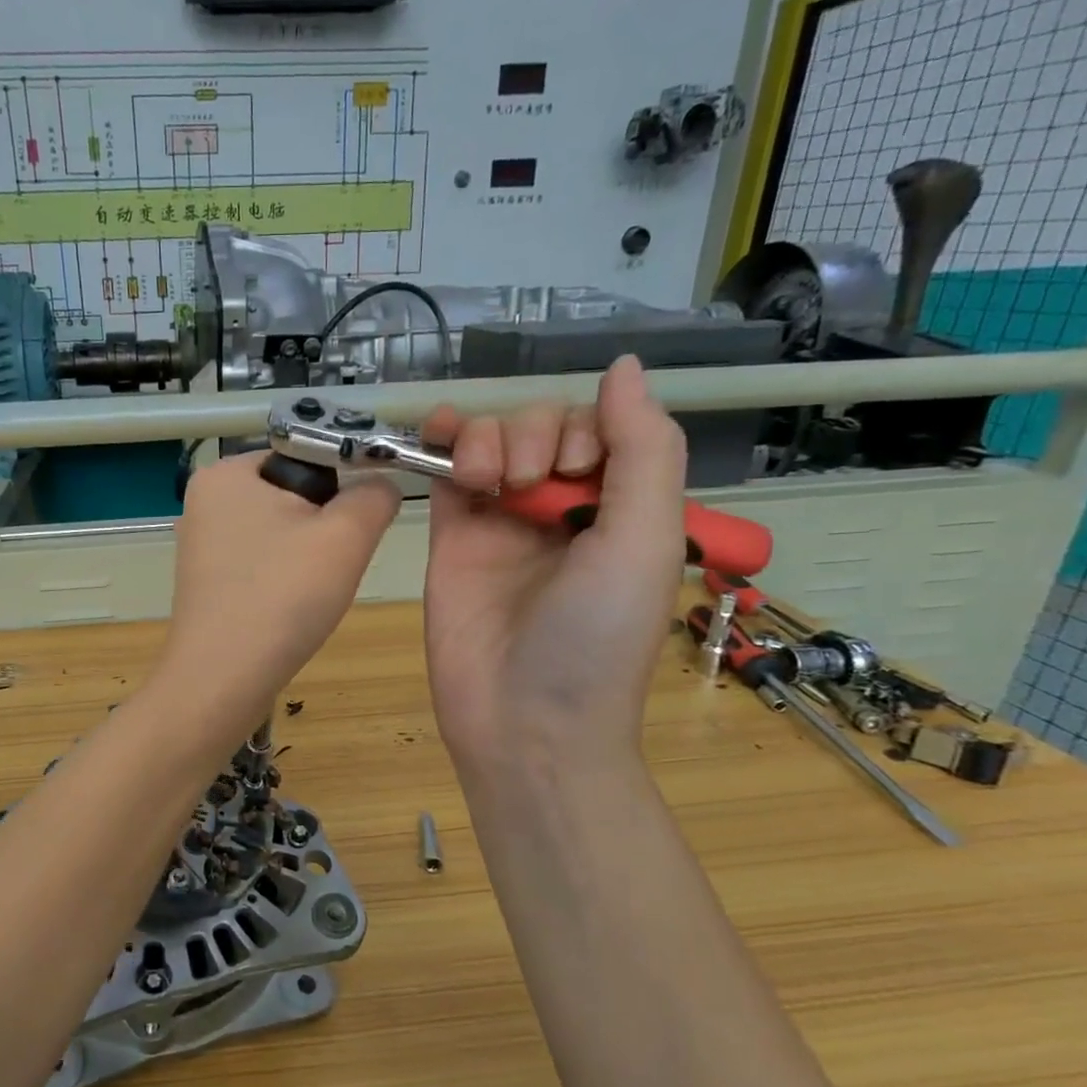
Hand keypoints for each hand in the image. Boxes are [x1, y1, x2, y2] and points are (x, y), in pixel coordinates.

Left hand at [157, 451, 400, 730]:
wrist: (222, 681)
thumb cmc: (281, 597)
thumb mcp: (346, 536)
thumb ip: (375, 496)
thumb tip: (381, 486)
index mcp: (226, 472)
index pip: (305, 455)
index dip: (341, 488)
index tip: (351, 531)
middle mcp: (204, 500)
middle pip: (293, 496)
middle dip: (323, 529)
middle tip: (329, 568)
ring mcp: (200, 545)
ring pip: (280, 534)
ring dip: (307, 559)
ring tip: (308, 594)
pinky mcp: (206, 583)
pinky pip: (261, 565)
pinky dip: (283, 581)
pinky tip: (288, 609)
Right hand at [423, 356, 686, 777]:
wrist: (523, 722)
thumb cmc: (595, 639)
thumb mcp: (643, 541)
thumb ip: (643, 450)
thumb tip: (625, 365)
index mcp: (619, 509)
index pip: (601, 430)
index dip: (586, 428)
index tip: (577, 471)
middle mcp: (561, 510)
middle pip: (542, 428)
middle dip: (536, 436)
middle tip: (529, 487)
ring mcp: (501, 523)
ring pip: (493, 441)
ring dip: (490, 438)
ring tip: (489, 483)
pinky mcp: (451, 538)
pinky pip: (447, 472)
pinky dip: (446, 442)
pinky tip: (442, 437)